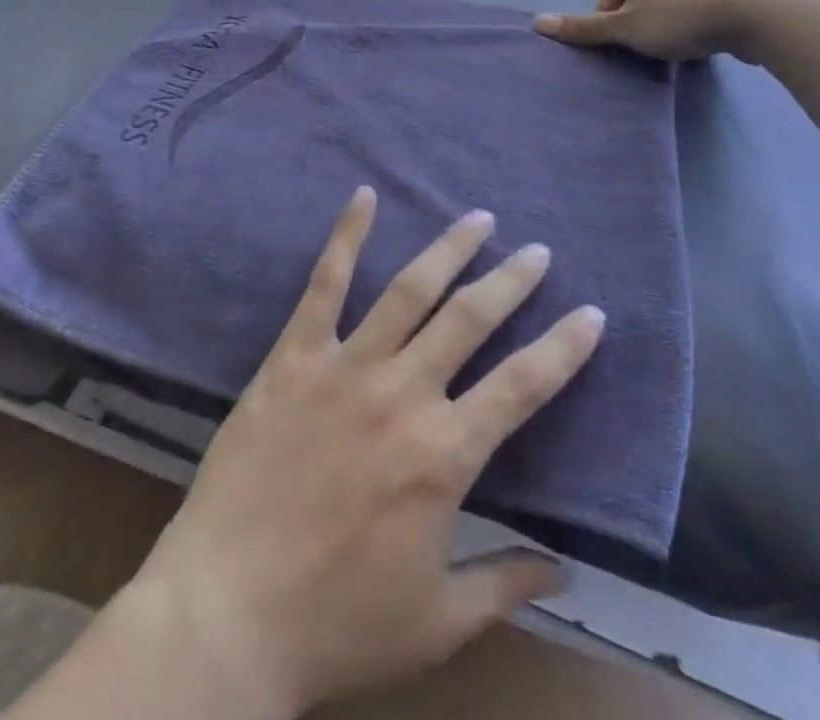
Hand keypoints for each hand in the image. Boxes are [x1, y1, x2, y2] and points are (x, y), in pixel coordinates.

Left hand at [125, 187, 604, 716]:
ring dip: (447, 249)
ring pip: (408, 291)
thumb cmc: (337, 622)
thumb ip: (505, 585)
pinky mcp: (293, 356)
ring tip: (477, 218)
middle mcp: (401, 394)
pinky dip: (346, 236)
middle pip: (469, 320)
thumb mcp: (438, 623)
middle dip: (510, 281)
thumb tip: (564, 570)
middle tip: (537, 251)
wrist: (227, 609)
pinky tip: (364, 196)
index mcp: (444, 455)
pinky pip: (324, 284)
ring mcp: (344, 366)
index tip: (592, 313)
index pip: (522, 386)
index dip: (563, 347)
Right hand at [534, 0, 764, 61]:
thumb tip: (537, 22)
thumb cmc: (679, 17)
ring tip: (674, 46)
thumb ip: (584, 27)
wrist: (755, 13)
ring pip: (667, 2)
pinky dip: (691, 24)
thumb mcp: (625, 28)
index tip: (620, 40)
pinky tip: (701, 41)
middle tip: (644, 46)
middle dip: (636, 22)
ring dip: (664, 24)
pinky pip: (695, 7)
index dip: (606, 17)